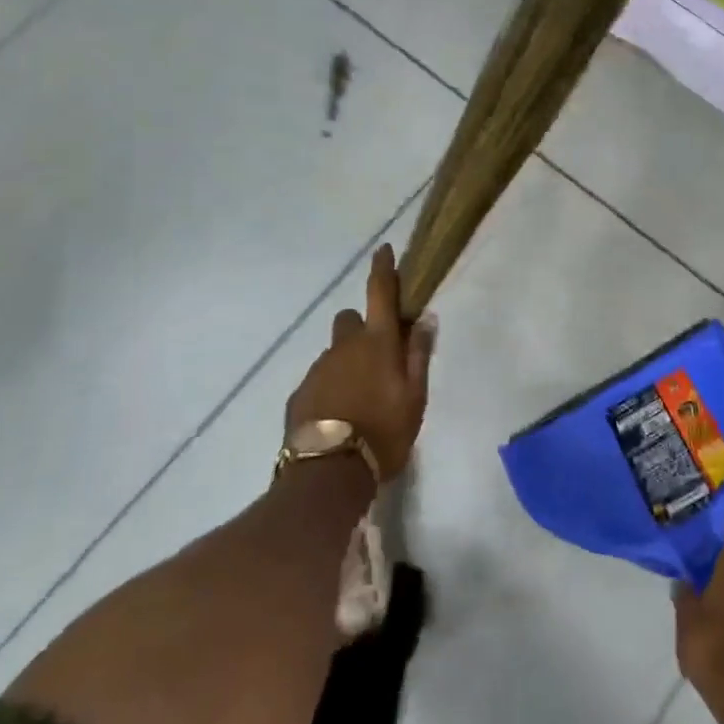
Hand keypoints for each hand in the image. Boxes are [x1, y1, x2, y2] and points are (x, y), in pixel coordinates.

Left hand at [284, 244, 435, 480]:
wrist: (329, 473)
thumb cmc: (384, 432)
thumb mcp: (415, 397)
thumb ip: (418, 355)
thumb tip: (423, 319)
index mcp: (377, 343)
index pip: (380, 294)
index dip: (383, 270)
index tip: (383, 250)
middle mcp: (343, 347)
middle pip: (350, 321)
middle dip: (363, 328)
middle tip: (378, 357)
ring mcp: (317, 369)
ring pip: (335, 352)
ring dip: (348, 362)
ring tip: (361, 398)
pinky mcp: (300, 393)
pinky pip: (320, 378)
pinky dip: (332, 386)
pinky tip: (341, 415)